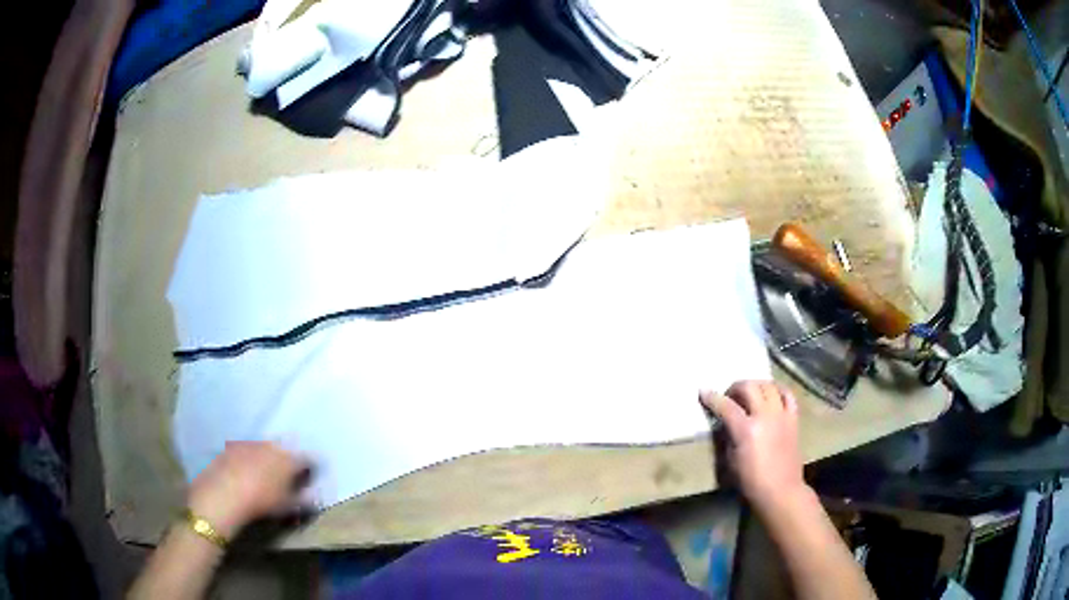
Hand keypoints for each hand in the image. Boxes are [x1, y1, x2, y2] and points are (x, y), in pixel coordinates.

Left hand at [187, 441, 310, 538]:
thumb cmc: (263, 501)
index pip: (308, 459)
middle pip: (286, 451)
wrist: (225, 493)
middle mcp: (272, 445)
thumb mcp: (289, 506)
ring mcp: (250, 443)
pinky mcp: (232, 446)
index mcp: (289, 458)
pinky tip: (246, 474)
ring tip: (265, 476)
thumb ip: (306, 501)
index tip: (310, 479)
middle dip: (288, 461)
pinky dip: (250, 460)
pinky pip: (247, 451)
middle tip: (287, 478)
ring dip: (268, 459)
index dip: (311, 469)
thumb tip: (317, 497)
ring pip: (265, 449)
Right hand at [700, 381, 807, 512]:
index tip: (703, 392)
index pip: (726, 406)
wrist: (780, 490)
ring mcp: (781, 415)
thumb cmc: (750, 481)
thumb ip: (728, 436)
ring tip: (750, 394)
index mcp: (746, 430)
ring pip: (769, 386)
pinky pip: (787, 395)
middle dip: (735, 387)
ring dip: (756, 385)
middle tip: (729, 396)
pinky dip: (778, 390)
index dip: (712, 398)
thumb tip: (725, 422)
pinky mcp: (793, 419)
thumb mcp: (730, 461)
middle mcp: (765, 417)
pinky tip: (771, 394)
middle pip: (749, 387)